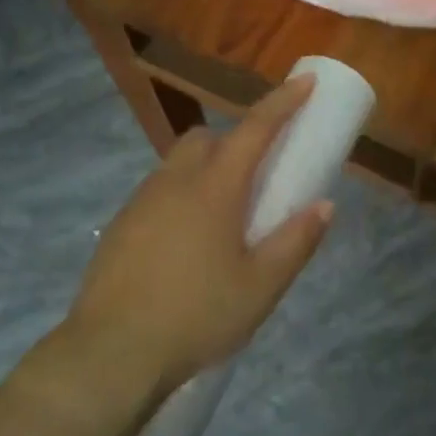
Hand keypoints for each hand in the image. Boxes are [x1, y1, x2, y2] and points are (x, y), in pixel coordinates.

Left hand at [65, 76, 332, 393]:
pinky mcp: (120, 226)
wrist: (112, 352)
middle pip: (207, 138)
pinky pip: (158, 192)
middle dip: (235, 141)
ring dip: (205, 170)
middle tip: (255, 177)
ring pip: (178, 164)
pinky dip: (180, 198)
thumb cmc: (197, 316)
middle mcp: (174, 182)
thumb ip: (296, 242)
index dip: (283, 103)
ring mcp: (141, 202)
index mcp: (214, 188)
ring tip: (222, 220)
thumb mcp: (260, 287)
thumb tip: (324, 205)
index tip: (306, 83)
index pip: (255, 129)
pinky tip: (186, 246)